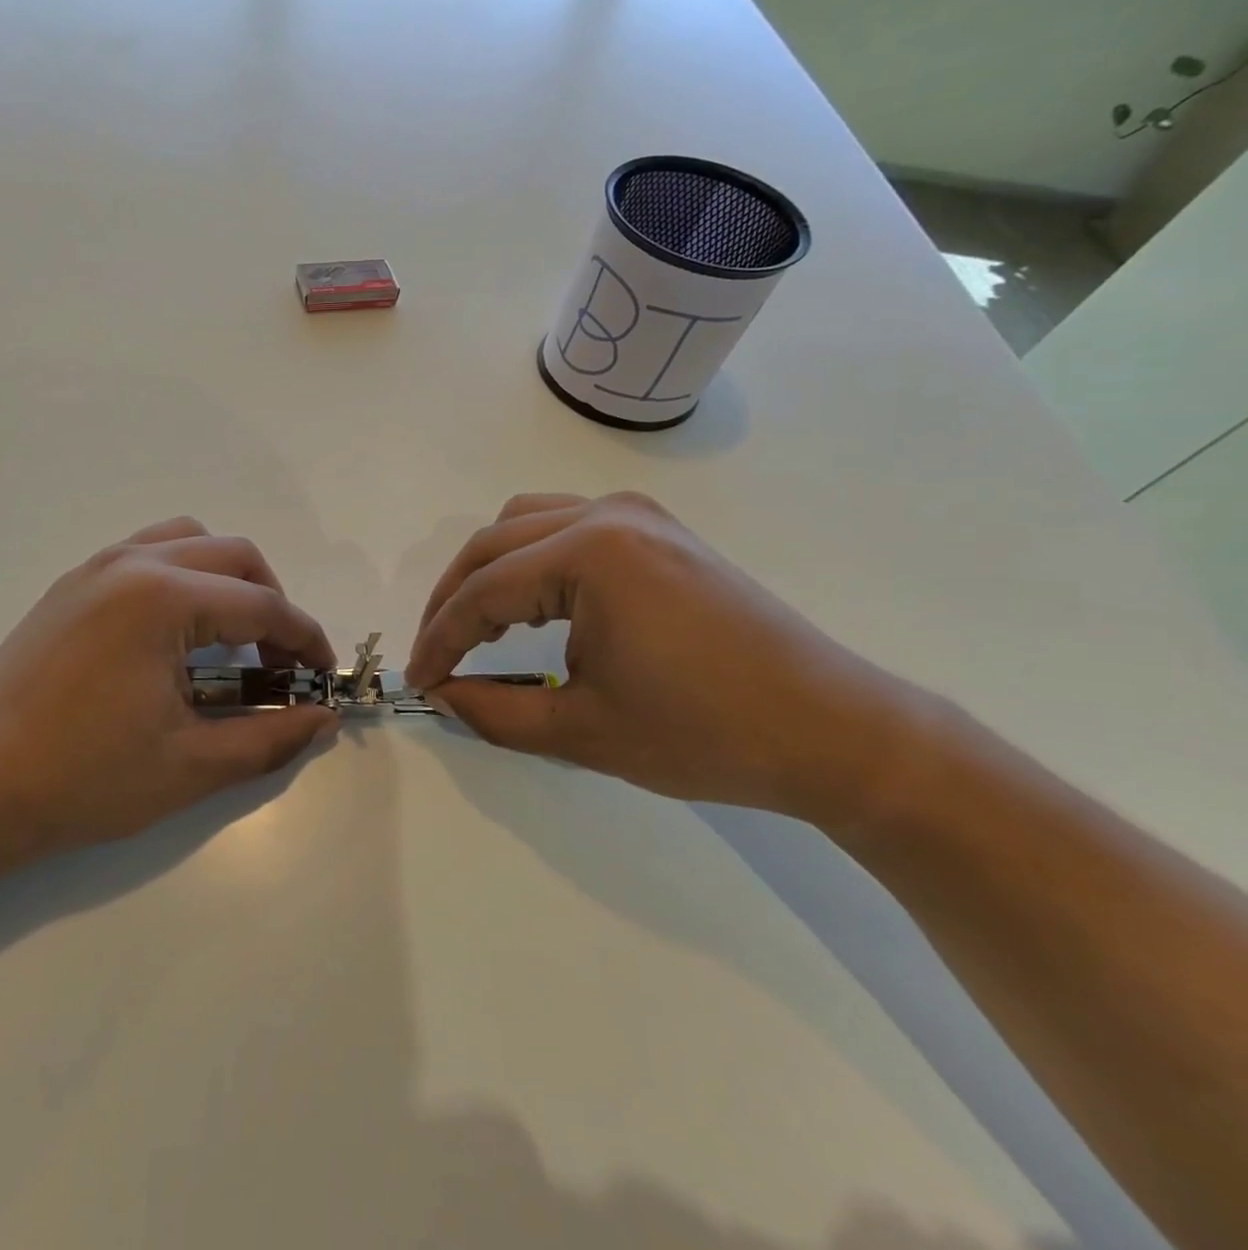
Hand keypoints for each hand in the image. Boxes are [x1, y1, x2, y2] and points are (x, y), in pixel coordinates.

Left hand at [0, 518, 339, 864]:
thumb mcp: (190, 766)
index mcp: (163, 599)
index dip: (304, 640)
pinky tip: (175, 631)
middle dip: (271, 602)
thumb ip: (268, 738)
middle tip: (278, 661)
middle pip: (234, 557)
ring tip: (230, 635)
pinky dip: (182, 575)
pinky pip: (146, 552)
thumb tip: (322, 721)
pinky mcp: (71, 585)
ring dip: (226, 578)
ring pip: (188, 540)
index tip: (323, 676)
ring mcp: (95, 568)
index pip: (261, 606)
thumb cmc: (84, 780)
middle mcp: (132, 564)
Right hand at [406, 492, 929, 824]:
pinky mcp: (657, 530)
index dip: (440, 639)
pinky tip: (528, 599)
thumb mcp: (582, 732)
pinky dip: (529, 557)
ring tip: (473, 626)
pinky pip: (564, 524)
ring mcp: (637, 515)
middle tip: (435, 655)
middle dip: (452, 600)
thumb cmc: (706, 735)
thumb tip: (440, 694)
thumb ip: (493, 711)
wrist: (832, 731)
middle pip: (493, 544)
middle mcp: (607, 514)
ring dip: (487, 571)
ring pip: (524, 523)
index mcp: (590, 554)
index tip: (417, 680)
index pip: (483, 591)